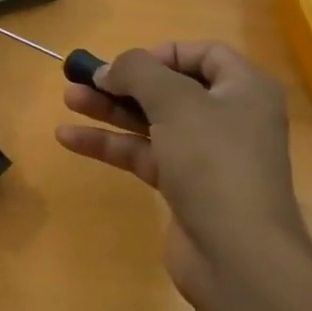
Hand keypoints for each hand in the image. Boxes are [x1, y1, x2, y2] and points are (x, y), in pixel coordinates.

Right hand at [56, 41, 306, 309]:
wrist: (238, 257)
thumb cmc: (214, 162)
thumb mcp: (174, 102)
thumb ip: (137, 72)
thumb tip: (108, 70)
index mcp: (243, 90)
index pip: (204, 54)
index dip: (163, 53)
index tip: (127, 65)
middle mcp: (229, 118)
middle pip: (169, 88)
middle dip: (123, 82)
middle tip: (82, 78)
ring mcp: (206, 155)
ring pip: (151, 120)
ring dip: (109, 109)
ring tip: (68, 99)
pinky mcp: (184, 186)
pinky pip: (142, 153)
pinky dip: (109, 144)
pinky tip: (69, 138)